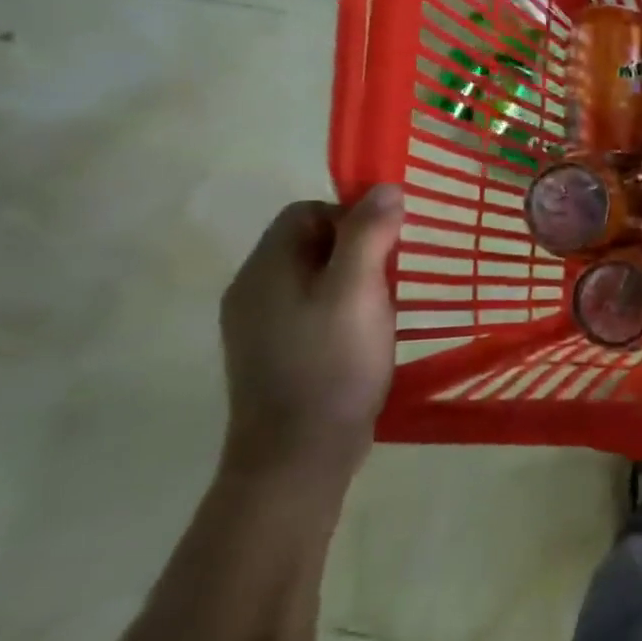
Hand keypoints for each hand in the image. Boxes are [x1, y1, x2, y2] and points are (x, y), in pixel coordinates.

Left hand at [219, 187, 404, 489]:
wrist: (298, 453)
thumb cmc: (333, 364)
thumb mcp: (359, 292)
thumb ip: (370, 235)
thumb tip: (385, 187)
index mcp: (266, 269)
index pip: (307, 212)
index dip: (352, 218)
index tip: (387, 251)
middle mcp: (252, 290)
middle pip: (309, 243)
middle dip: (357, 252)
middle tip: (389, 285)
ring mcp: (259, 325)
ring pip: (313, 278)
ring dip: (352, 284)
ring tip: (381, 314)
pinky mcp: (273, 353)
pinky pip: (310, 310)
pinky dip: (341, 312)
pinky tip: (362, 339)